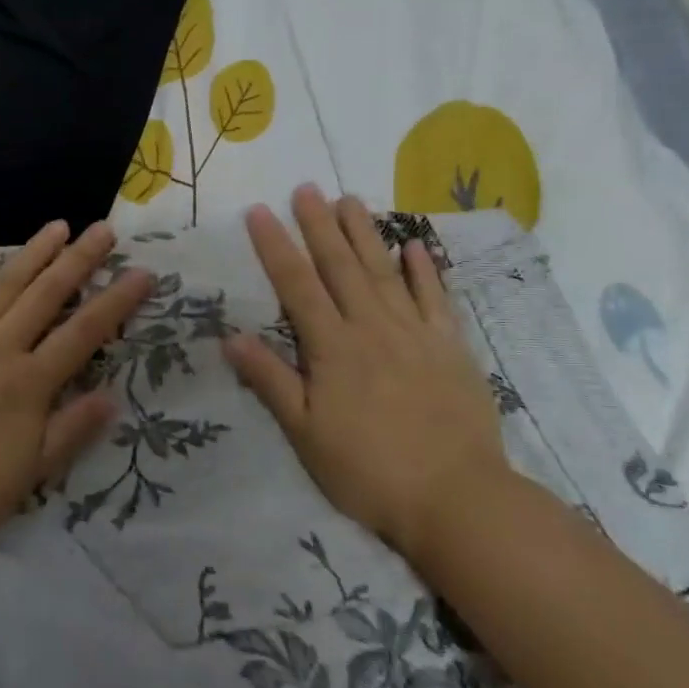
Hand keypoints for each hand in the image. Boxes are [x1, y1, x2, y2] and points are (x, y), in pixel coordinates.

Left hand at [0, 220, 152, 563]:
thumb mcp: (27, 476)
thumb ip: (70, 431)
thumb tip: (112, 396)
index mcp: (28, 384)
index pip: (84, 333)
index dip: (116, 302)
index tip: (142, 273)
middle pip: (46, 295)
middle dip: (79, 260)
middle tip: (104, 229)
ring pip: (3, 284)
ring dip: (33, 252)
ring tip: (59, 225)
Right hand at [222, 185, 506, 562]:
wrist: (458, 500)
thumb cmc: (370, 470)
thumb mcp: (306, 434)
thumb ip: (270, 381)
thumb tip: (231, 336)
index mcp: (333, 348)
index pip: (297, 286)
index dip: (275, 247)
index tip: (259, 211)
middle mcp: (372, 328)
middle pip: (341, 267)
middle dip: (319, 225)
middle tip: (306, 187)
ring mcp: (416, 334)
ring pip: (384, 272)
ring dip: (365, 233)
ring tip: (350, 199)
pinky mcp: (451, 348)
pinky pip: (435, 299)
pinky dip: (424, 270)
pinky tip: (413, 245)